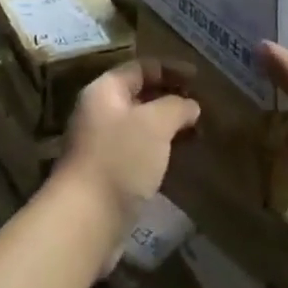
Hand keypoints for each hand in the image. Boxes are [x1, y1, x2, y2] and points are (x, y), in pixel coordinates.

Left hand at [54, 60, 198, 253]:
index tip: (199, 78)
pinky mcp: (108, 174)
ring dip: (168, 127)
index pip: (141, 67)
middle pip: (139, 96)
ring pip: (141, 127)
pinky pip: (139, 152)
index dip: (171, 69)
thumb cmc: (120, 159)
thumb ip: (176, 106)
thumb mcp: (155, 123)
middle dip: (171, 99)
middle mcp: (99, 113)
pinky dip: (160, 150)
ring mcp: (101, 146)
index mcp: (104, 91)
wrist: (86, 220)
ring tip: (197, 133)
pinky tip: (180, 159)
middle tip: (202, 106)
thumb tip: (190, 105)